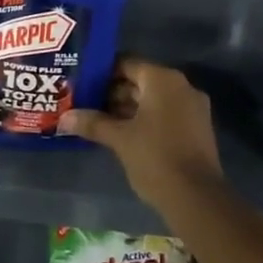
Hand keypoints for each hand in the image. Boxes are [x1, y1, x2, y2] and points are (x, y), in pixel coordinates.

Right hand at [59, 58, 221, 210]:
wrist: (197, 198)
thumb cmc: (155, 157)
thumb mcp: (120, 139)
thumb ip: (93, 123)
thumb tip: (65, 118)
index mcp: (163, 80)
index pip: (127, 64)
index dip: (103, 73)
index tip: (83, 83)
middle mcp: (181, 86)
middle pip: (140, 81)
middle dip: (113, 92)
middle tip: (86, 103)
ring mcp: (192, 107)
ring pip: (153, 99)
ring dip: (127, 108)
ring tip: (98, 120)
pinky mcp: (196, 128)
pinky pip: (165, 113)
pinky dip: (144, 119)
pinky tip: (122, 134)